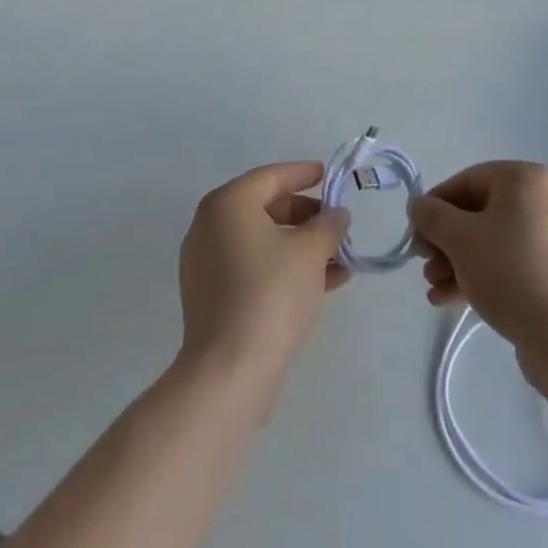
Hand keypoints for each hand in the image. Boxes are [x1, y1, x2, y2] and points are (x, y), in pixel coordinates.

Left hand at [177, 162, 349, 399]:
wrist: (229, 373)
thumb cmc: (271, 294)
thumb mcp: (311, 251)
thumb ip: (328, 225)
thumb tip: (337, 215)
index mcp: (228, 204)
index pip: (271, 177)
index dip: (303, 174)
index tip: (328, 175)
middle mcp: (210, 227)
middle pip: (266, 208)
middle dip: (307, 216)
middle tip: (337, 224)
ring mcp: (206, 264)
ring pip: (263, 242)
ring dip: (301, 246)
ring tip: (340, 258)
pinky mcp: (211, 298)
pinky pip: (254, 268)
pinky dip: (284, 268)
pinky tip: (323, 282)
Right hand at [408, 162, 547, 348]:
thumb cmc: (509, 270)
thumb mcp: (460, 239)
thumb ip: (432, 216)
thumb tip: (418, 205)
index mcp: (524, 179)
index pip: (467, 181)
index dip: (435, 205)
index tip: (415, 233)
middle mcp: (542, 199)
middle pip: (479, 213)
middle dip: (446, 240)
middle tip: (424, 264)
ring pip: (492, 241)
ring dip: (457, 261)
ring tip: (433, 288)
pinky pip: (510, 262)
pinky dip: (481, 274)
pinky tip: (449, 299)